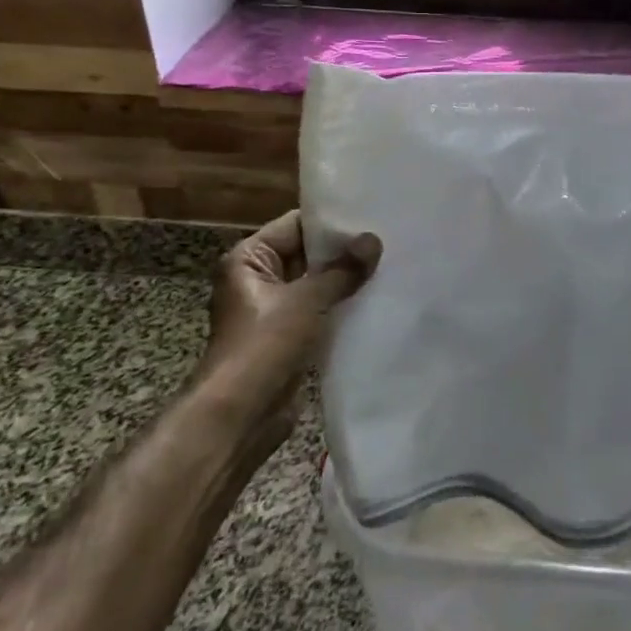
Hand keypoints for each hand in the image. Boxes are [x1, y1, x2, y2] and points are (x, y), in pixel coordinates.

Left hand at [198, 211, 381, 427]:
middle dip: (344, 251)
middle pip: (307, 254)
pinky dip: (342, 306)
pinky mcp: (289, 337)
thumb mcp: (307, 300)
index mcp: (249, 259)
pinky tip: (376, 299)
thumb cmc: (264, 345)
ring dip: (346, 280)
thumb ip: (343, 270)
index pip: (296, 225)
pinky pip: (320, 311)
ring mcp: (274, 310)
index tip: (372, 215)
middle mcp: (258, 279)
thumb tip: (373, 240)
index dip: (332, 222)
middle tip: (389, 239)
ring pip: (316, 284)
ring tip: (389, 265)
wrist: (240, 415)